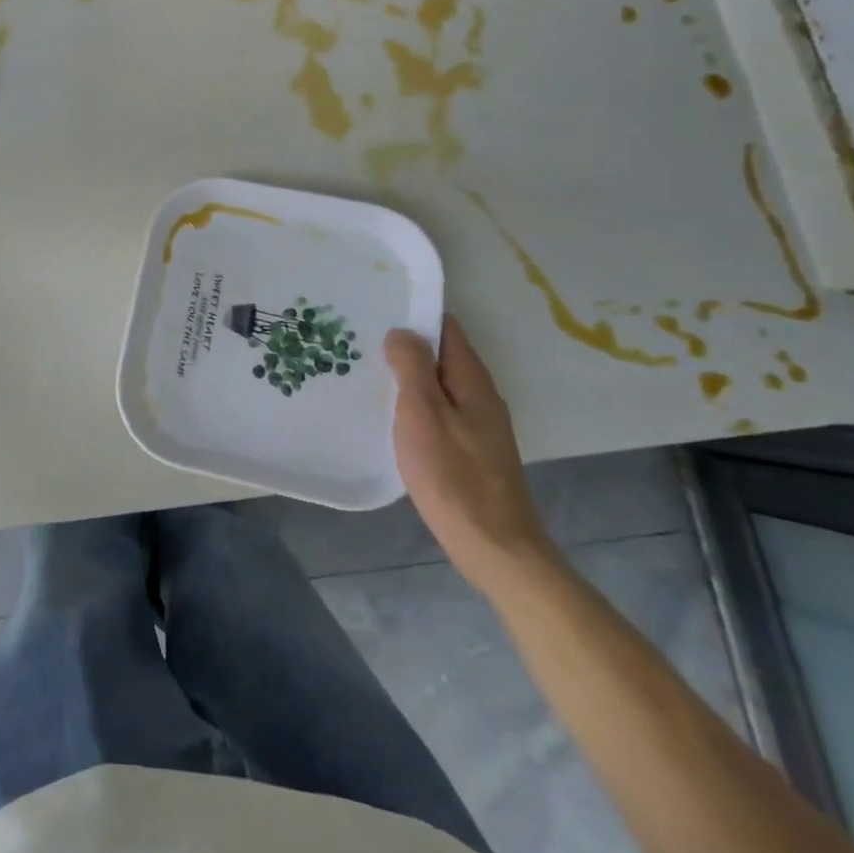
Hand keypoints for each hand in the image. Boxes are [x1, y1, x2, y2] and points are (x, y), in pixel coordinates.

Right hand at [385, 317, 553, 594]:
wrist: (494, 547)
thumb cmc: (453, 476)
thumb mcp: (423, 414)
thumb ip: (412, 368)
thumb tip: (401, 331)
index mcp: (472, 380)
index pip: (446, 328)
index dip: (414, 313)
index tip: (376, 306)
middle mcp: (479, 395)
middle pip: (441, 355)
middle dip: (405, 344)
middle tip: (359, 337)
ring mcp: (477, 424)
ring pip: (438, 384)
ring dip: (407, 374)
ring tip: (365, 369)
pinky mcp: (469, 449)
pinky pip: (438, 409)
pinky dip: (414, 402)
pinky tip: (388, 412)